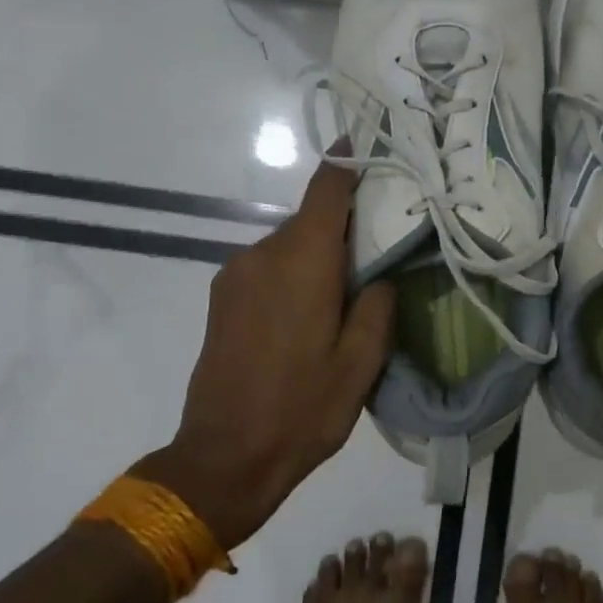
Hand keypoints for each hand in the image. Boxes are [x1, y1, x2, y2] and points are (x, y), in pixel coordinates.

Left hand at [132, 156, 394, 550]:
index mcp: (303, 263)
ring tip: (345, 292)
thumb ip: (378, 305)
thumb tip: (380, 274)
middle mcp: (263, 255)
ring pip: (289, 245)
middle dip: (343, 225)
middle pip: (310, 219)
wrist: (223, 458)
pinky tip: (308, 313)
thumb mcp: (361, 364)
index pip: (325, 191)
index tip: (367, 144)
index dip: (346, 163)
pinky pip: (267, 266)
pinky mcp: (222, 298)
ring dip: (318, 254)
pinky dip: (293, 272)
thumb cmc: (302, 409)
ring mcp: (235, 275)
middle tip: (378, 247)